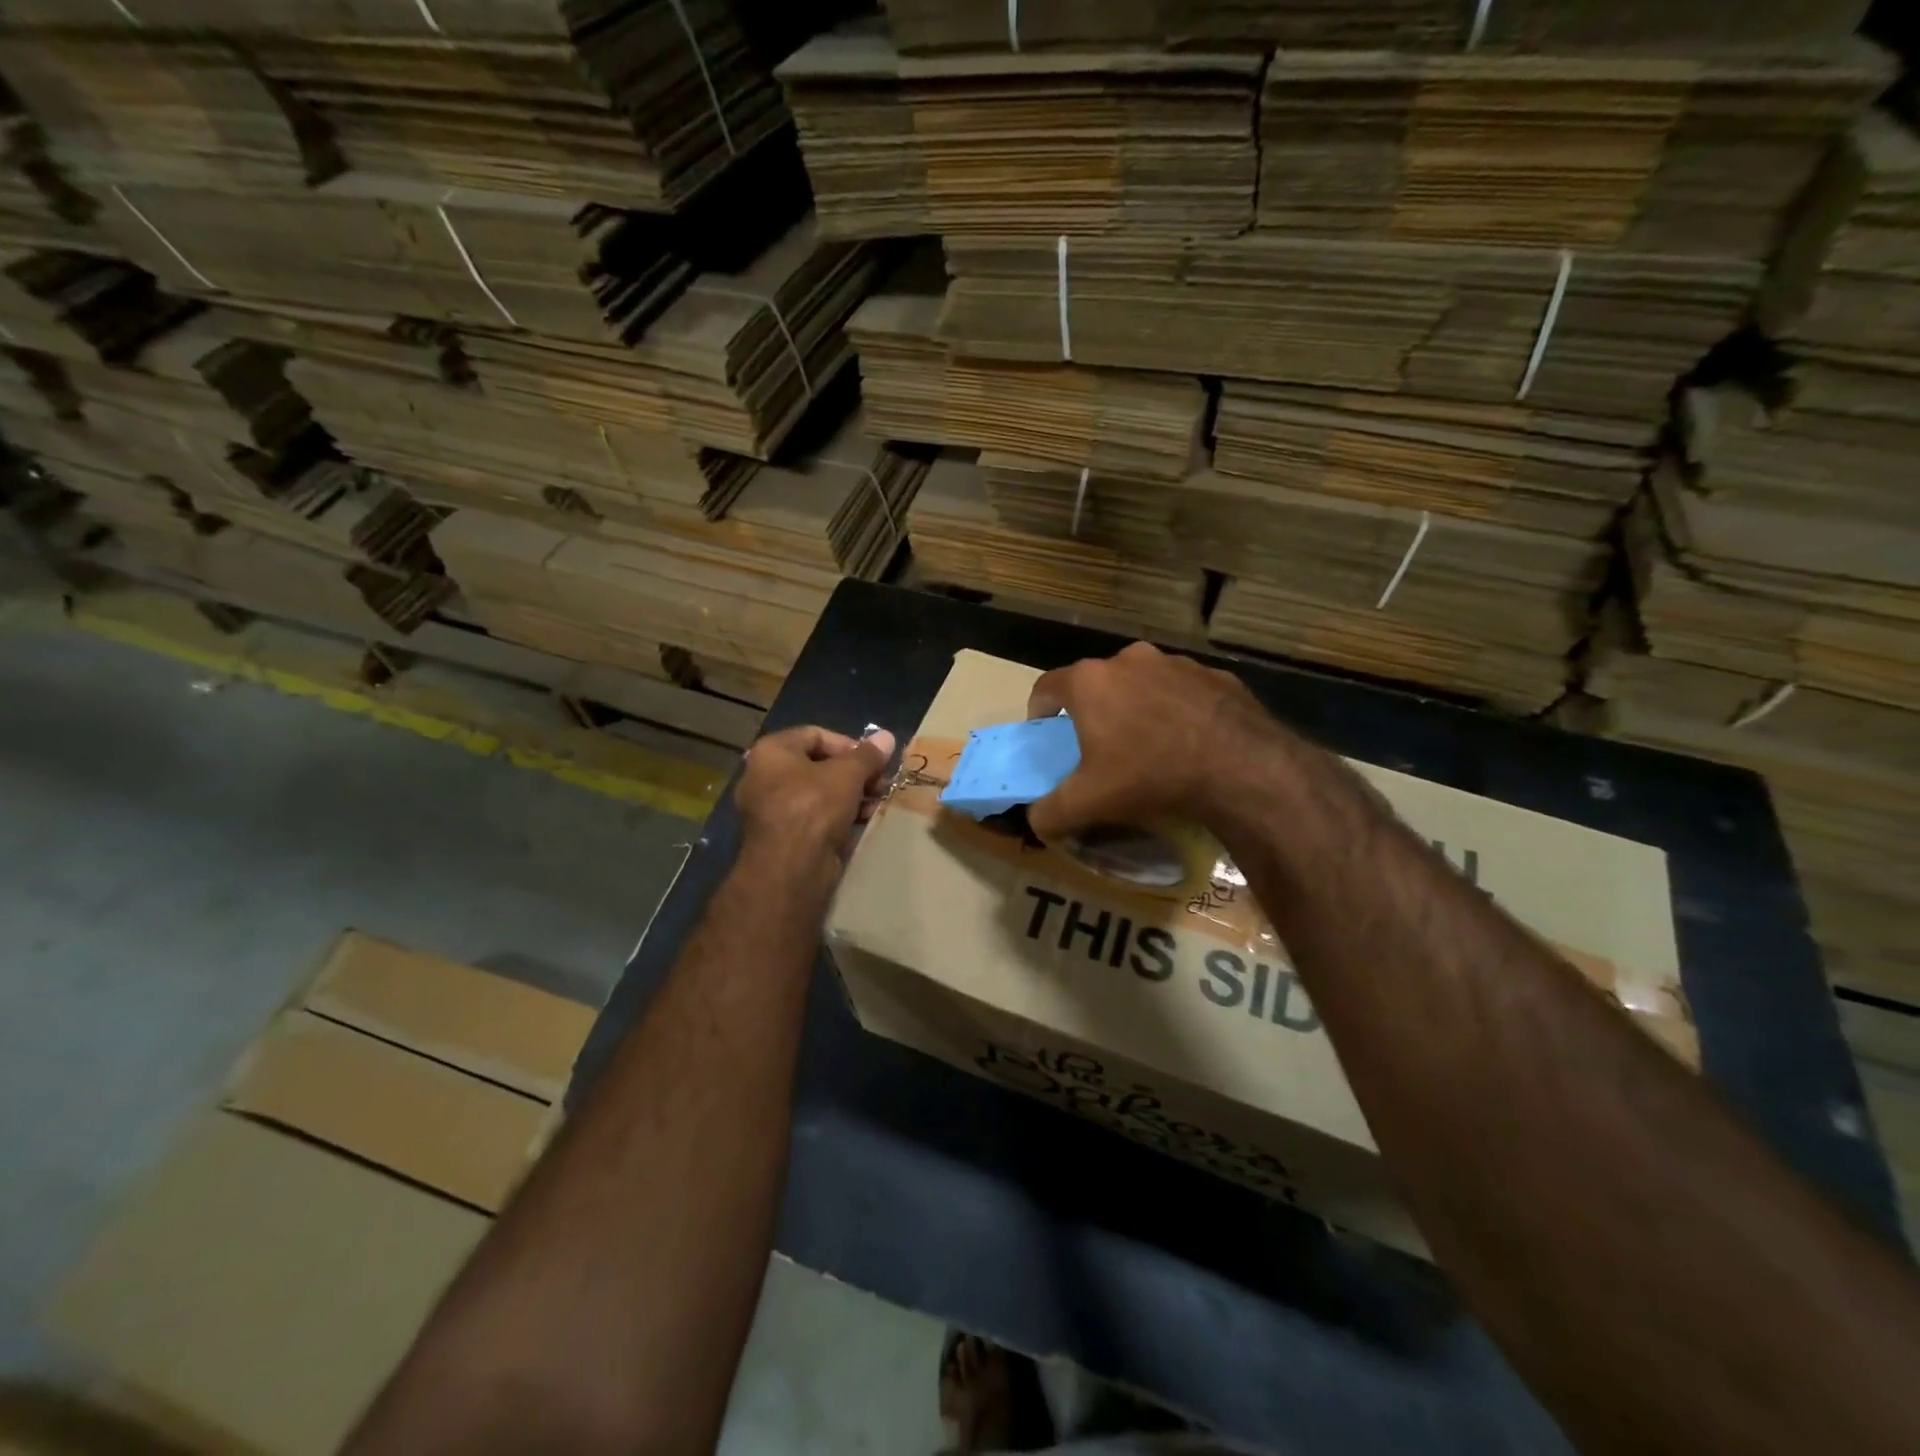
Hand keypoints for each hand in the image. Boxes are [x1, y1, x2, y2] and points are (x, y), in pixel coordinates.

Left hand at [735, 725, 895, 887]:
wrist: (790, 869)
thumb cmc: (814, 807)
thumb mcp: (847, 775)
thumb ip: (868, 755)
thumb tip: (887, 736)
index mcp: (771, 752)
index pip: (815, 734)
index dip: (849, 744)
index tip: (874, 759)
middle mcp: (764, 776)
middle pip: (818, 765)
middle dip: (854, 772)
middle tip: (881, 782)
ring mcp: (771, 808)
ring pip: (819, 792)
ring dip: (852, 794)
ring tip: (879, 801)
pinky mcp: (782, 835)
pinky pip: (815, 815)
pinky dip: (839, 814)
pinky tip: (866, 819)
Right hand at [1026, 642, 1284, 840]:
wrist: (1241, 768)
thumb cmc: (1149, 775)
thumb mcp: (1087, 803)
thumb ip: (1049, 812)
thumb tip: (1036, 821)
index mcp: (1091, 682)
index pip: (1047, 686)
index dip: (1039, 710)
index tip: (1045, 731)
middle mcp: (1130, 660)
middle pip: (1097, 682)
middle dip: (1093, 709)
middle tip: (1099, 744)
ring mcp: (1177, 663)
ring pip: (1142, 683)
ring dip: (1136, 706)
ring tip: (1148, 744)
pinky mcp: (1216, 675)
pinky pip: (1183, 691)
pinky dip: (1177, 710)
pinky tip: (1189, 742)